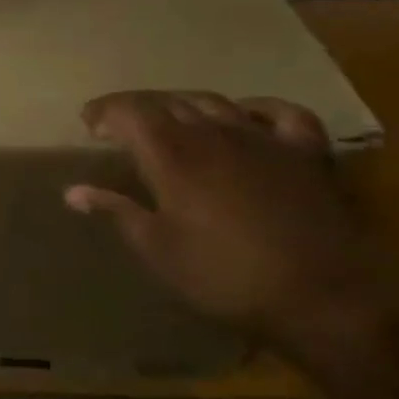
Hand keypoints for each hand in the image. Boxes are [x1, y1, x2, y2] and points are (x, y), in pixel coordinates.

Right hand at [66, 91, 390, 353]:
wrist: (325, 297)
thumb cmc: (225, 276)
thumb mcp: (158, 249)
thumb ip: (116, 211)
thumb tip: (73, 192)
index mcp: (173, 156)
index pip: (129, 111)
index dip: (105, 111)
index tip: (88, 124)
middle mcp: (215, 134)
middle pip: (168, 100)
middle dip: (137, 106)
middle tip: (120, 125)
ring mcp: (264, 139)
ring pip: (215, 101)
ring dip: (184, 105)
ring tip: (170, 120)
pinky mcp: (307, 153)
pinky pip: (280, 113)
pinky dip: (255, 108)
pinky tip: (244, 117)